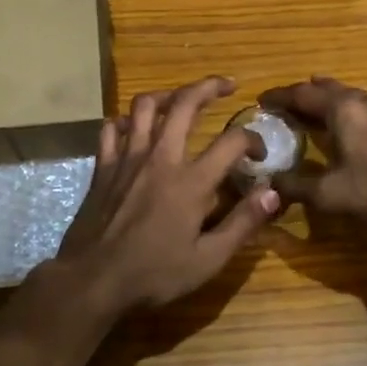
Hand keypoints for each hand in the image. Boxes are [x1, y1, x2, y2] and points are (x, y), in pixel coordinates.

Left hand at [54, 76, 278, 314]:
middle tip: (226, 85)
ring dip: (167, 95)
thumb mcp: (207, 260)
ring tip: (180, 99)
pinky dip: (125, 121)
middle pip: (185, 103)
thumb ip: (242, 223)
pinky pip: (111, 128)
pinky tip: (134, 128)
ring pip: (145, 106)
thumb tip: (273, 193)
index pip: (232, 141)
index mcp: (191, 182)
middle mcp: (160, 158)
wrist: (93, 280)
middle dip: (209, 87)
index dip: (252, 139)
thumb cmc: (153, 274)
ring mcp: (127, 158)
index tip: (259, 153)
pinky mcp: (103, 166)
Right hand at [259, 76, 366, 233]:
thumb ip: (296, 187)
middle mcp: (366, 101)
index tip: (262, 100)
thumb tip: (269, 182)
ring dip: (339, 93)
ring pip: (360, 92)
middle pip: (330, 90)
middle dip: (307, 94)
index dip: (280, 97)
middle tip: (290, 101)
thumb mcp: (329, 196)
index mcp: (342, 112)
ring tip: (326, 90)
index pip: (302, 96)